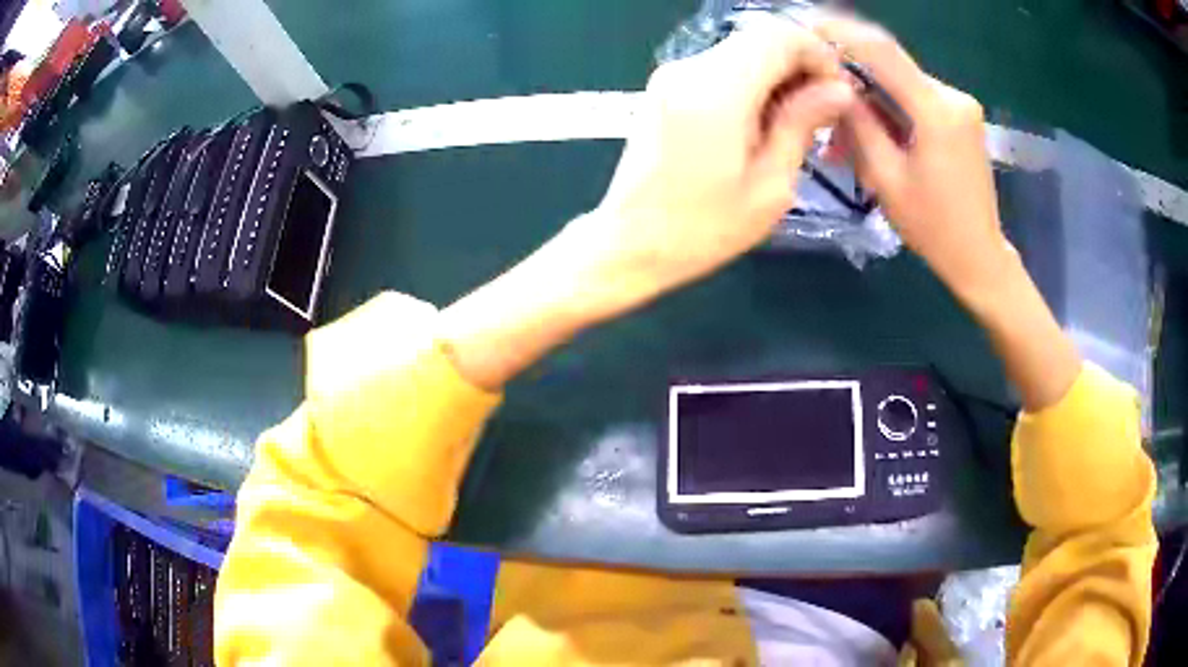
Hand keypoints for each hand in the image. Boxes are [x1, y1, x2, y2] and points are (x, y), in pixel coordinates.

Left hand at [442, 18, 854, 389]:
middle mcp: (689, 69)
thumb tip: (837, 89)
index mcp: (717, 90)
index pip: (778, 35)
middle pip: (759, 38)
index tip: (837, 90)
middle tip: (823, 111)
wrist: (631, 242)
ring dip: (777, 76)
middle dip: (800, 65)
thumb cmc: (704, 228)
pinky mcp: (664, 87)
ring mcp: (671, 74)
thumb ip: (801, 124)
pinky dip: (751, 83)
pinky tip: (762, 122)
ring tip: (797, 123)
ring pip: (741, 51)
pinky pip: (720, 68)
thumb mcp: (770, 185)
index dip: (817, 54)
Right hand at [816, 17, 1013, 303]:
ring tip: (845, 138)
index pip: (883, 51)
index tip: (808, 25)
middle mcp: (954, 97)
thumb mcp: (886, 178)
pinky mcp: (962, 117)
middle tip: (822, 107)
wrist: (979, 256)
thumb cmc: (933, 227)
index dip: (842, 32)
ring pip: (902, 86)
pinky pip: (917, 100)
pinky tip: (876, 137)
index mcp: (938, 111)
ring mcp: (961, 106)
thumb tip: (833, 85)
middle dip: (853, 82)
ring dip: (871, 103)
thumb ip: (859, 124)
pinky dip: (892, 112)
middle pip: (891, 70)